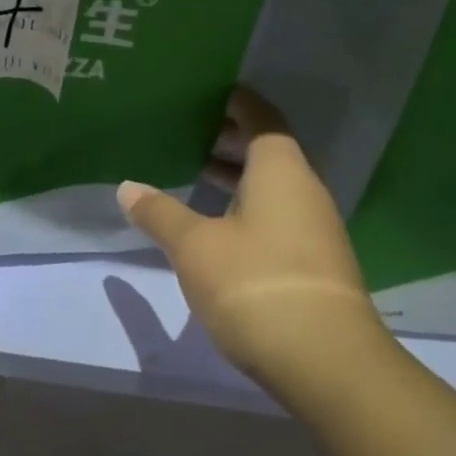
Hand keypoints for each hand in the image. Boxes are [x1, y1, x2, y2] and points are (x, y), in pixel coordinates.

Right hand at [117, 87, 389, 395]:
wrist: (327, 364)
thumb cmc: (255, 284)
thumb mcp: (194, 246)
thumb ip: (160, 213)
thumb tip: (127, 187)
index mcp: (280, 170)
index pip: (262, 118)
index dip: (237, 103)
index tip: (208, 92)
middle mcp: (304, 190)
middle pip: (268, 151)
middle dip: (230, 138)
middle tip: (186, 130)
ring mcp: (314, 229)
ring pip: (272, 186)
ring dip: (236, 176)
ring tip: (193, 172)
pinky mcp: (313, 263)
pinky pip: (276, 215)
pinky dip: (245, 207)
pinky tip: (215, 225)